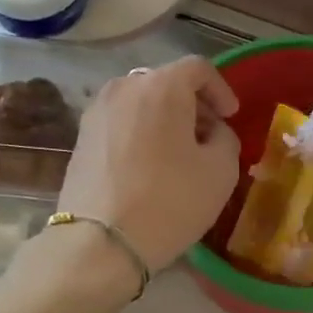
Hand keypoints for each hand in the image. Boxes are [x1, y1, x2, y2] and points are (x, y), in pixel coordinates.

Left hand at [57, 57, 240, 273]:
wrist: (99, 243)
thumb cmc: (169, 201)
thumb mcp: (221, 170)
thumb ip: (224, 138)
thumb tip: (211, 132)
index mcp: (161, 86)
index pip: (198, 68)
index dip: (221, 89)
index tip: (231, 116)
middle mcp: (124, 87)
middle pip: (166, 83)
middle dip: (192, 104)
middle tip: (209, 135)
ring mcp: (97, 112)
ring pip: (141, 102)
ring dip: (164, 118)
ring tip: (179, 152)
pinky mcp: (81, 138)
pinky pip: (121, 123)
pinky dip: (140, 133)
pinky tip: (150, 165)